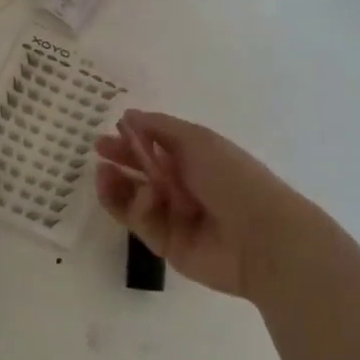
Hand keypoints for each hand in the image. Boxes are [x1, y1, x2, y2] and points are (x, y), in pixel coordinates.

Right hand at [94, 110, 325, 303]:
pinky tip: (143, 196)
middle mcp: (183, 186)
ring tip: (103, 173)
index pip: (155, 146)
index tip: (110, 132)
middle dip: (120, 160)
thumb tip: (129, 116)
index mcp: (195, 159)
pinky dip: (138, 207)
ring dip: (117, 184)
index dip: (132, 138)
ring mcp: (173, 216)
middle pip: (141, 171)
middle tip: (99, 152)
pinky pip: (141, 222)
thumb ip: (160, 128)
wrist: (260, 237)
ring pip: (134, 198)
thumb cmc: (233, 178)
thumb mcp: (198, 141)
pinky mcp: (165, 243)